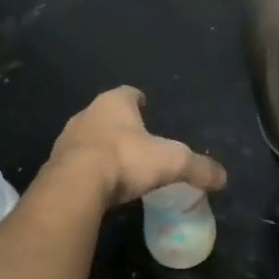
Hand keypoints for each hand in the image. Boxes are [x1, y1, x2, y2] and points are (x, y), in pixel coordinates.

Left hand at [42, 87, 227, 210]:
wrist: (76, 185)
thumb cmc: (126, 159)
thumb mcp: (172, 162)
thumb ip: (198, 167)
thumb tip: (223, 177)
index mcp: (114, 103)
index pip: (128, 93)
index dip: (138, 98)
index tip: (146, 104)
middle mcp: (87, 114)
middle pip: (106, 114)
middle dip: (119, 124)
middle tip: (135, 138)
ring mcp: (67, 139)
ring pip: (88, 137)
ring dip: (101, 146)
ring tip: (117, 162)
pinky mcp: (55, 166)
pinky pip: (75, 163)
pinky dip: (87, 169)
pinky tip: (98, 183)